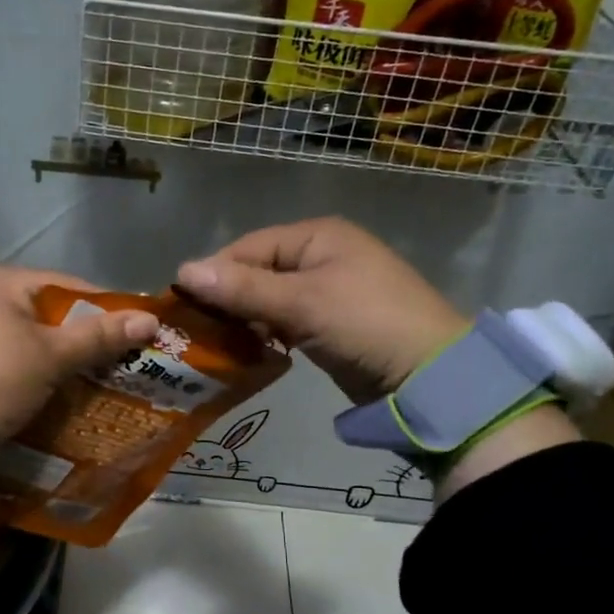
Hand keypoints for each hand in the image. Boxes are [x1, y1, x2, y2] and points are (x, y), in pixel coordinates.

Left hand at [0, 266, 159, 450]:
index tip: (134, 337)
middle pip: (43, 312)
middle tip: (111, 366)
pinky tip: (35, 394)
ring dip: (49, 359)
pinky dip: (20, 371)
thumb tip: (150, 319)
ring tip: (79, 385)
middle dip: (77, 340)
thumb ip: (99, 336)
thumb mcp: (51, 357)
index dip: (106, 310)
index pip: (68, 286)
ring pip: (19, 337)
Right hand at [177, 218, 467, 403]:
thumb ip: (242, 288)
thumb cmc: (365, 324)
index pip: (249, 247)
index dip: (215, 273)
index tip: (184, 306)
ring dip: (247, 319)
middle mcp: (322, 256)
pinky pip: (287, 320)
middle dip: (229, 299)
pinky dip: (269, 333)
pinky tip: (252, 351)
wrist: (432, 376)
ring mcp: (330, 291)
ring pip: (271, 299)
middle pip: (258, 271)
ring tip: (220, 344)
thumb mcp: (301, 303)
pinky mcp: (333, 323)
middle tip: (199, 330)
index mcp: (318, 236)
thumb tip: (182, 270)